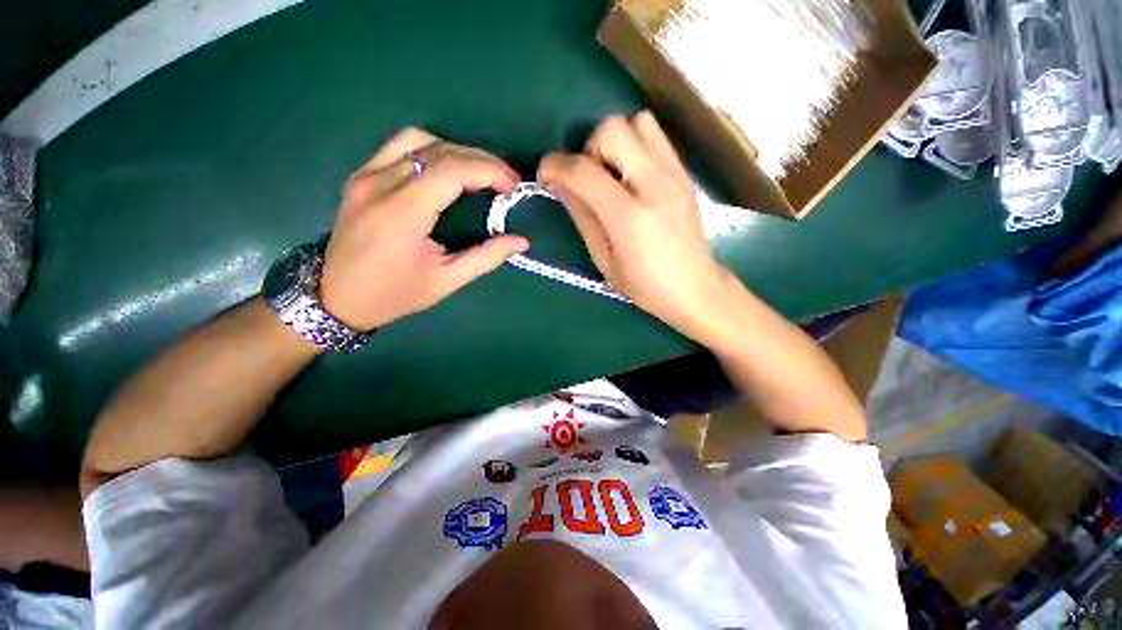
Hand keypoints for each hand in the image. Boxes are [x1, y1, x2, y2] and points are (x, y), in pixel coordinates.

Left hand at [320, 128, 528, 330]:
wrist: (336, 298)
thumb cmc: (394, 294)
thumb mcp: (446, 281)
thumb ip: (486, 258)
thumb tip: (521, 241)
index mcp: (402, 213)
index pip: (452, 170)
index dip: (489, 170)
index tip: (513, 186)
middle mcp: (380, 184)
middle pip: (440, 151)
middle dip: (481, 160)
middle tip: (506, 181)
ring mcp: (366, 176)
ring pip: (419, 140)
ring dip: (457, 151)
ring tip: (479, 173)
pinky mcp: (360, 176)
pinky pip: (399, 147)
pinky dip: (431, 149)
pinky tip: (446, 168)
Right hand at [538, 112, 733, 341]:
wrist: (695, 287)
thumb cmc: (645, 285)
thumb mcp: (603, 259)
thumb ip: (582, 215)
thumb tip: (559, 184)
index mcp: (628, 217)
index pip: (584, 171)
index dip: (555, 166)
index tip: (545, 176)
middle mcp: (654, 185)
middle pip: (611, 129)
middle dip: (588, 149)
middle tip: (587, 180)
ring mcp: (674, 174)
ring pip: (636, 122)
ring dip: (613, 142)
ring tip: (611, 175)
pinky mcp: (684, 172)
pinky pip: (655, 135)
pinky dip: (634, 144)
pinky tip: (630, 175)